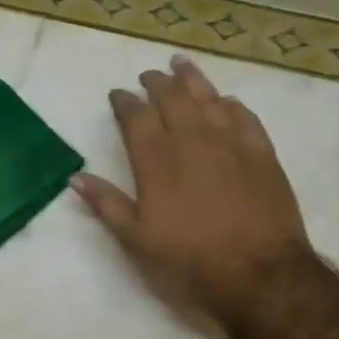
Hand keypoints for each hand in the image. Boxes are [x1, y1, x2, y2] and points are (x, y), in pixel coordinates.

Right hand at [73, 55, 310, 325]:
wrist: (259, 274)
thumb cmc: (190, 261)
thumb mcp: (137, 241)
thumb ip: (107, 204)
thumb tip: (76, 178)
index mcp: (156, 160)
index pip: (135, 117)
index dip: (124, 102)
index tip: (118, 95)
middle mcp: (192, 139)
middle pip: (172, 97)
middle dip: (157, 83)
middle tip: (149, 76)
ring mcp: (231, 142)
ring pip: (208, 97)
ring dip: (192, 79)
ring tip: (181, 65)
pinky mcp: (262, 152)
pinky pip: (243, 115)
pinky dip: (229, 103)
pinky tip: (225, 101)